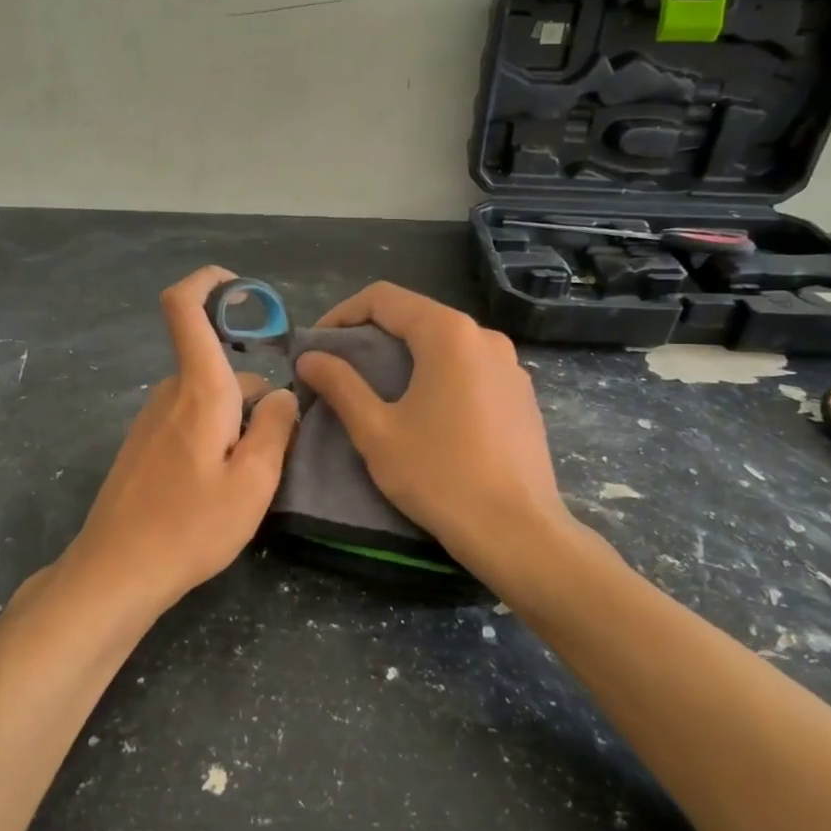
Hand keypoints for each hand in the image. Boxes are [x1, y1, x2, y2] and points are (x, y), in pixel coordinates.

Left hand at [53, 266, 298, 612]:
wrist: (117, 570)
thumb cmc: (191, 526)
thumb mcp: (254, 482)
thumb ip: (275, 427)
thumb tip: (282, 394)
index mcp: (199, 390)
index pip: (185, 308)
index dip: (208, 283)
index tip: (240, 288)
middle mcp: (170, 393)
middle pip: (221, 370)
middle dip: (254, 398)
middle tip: (273, 455)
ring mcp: (152, 418)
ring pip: (208, 399)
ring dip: (234, 424)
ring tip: (244, 482)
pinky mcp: (143, 444)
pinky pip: (189, 421)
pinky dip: (212, 438)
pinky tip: (214, 490)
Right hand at [294, 282, 580, 575]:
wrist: (517, 532)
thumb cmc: (439, 476)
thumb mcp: (376, 431)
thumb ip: (340, 385)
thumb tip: (309, 358)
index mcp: (448, 334)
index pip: (383, 298)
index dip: (341, 315)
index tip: (317, 348)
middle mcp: (484, 336)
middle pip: (416, 316)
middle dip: (371, 336)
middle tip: (339, 370)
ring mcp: (510, 365)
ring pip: (444, 343)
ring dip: (404, 356)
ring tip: (377, 391)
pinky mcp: (521, 394)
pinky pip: (469, 367)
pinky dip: (436, 375)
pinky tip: (424, 413)